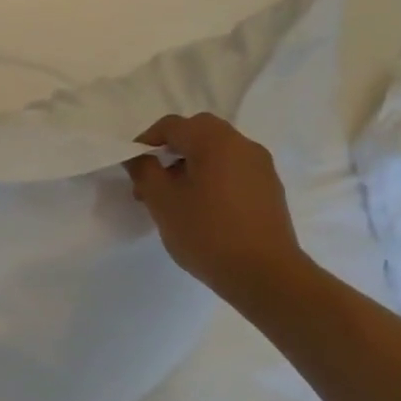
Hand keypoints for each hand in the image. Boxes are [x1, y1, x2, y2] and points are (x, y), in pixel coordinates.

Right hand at [125, 114, 307, 307]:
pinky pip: (233, 170)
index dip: (146, 141)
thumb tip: (140, 158)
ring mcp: (261, 167)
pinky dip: (212, 177)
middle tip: (152, 178)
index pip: (172, 125)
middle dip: (171, 150)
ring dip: (191, 164)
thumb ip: (145, 171)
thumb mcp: (162, 202)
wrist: (265, 274)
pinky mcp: (269, 189)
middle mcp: (242, 145)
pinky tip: (202, 209)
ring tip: (174, 198)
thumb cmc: (207, 233)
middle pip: (198, 132)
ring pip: (217, 152)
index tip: (132, 167)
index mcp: (215, 141)